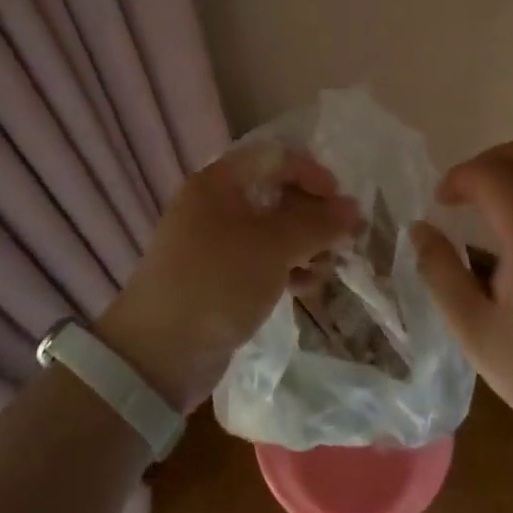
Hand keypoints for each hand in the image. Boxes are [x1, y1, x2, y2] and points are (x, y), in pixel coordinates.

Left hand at [98, 145, 361, 410]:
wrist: (158, 355)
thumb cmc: (217, 282)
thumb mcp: (272, 248)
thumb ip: (316, 223)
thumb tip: (354, 207)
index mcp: (218, 182)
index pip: (273, 157)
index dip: (310, 173)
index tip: (339, 201)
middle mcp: (215, 205)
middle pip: (275, 193)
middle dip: (314, 213)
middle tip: (347, 237)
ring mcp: (215, 243)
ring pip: (271, 230)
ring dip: (305, 244)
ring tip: (330, 266)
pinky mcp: (219, 277)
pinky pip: (261, 260)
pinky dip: (287, 267)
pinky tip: (309, 286)